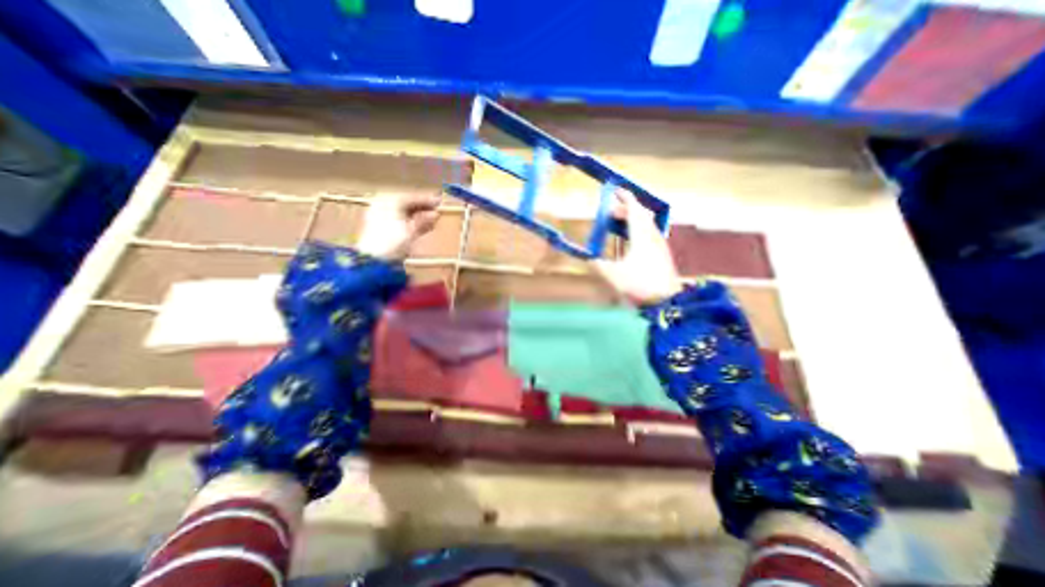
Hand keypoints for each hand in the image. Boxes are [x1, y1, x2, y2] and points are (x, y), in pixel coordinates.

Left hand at [355, 192, 440, 259]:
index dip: (427, 200)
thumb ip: (423, 220)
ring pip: (402, 212)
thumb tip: (436, 214)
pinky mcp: (379, 227)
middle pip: (406, 204)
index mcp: (390, 201)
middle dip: (422, 208)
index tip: (439, 202)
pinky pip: (398, 220)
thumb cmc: (393, 242)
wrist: (373, 259)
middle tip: (436, 211)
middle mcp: (383, 205)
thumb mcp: (411, 231)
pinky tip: (421, 227)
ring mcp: (380, 215)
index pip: (411, 197)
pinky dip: (410, 222)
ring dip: (418, 216)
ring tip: (432, 221)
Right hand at [590, 189, 681, 306]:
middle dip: (626, 209)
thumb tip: (590, 259)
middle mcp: (652, 237)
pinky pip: (649, 234)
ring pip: (646, 224)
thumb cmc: (640, 286)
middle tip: (610, 211)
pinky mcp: (662, 255)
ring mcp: (659, 246)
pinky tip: (630, 241)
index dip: (625, 198)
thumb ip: (599, 266)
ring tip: (618, 225)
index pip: (634, 209)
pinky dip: (637, 230)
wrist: (667, 302)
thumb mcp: (614, 276)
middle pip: (641, 215)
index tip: (616, 190)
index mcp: (641, 236)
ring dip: (632, 220)